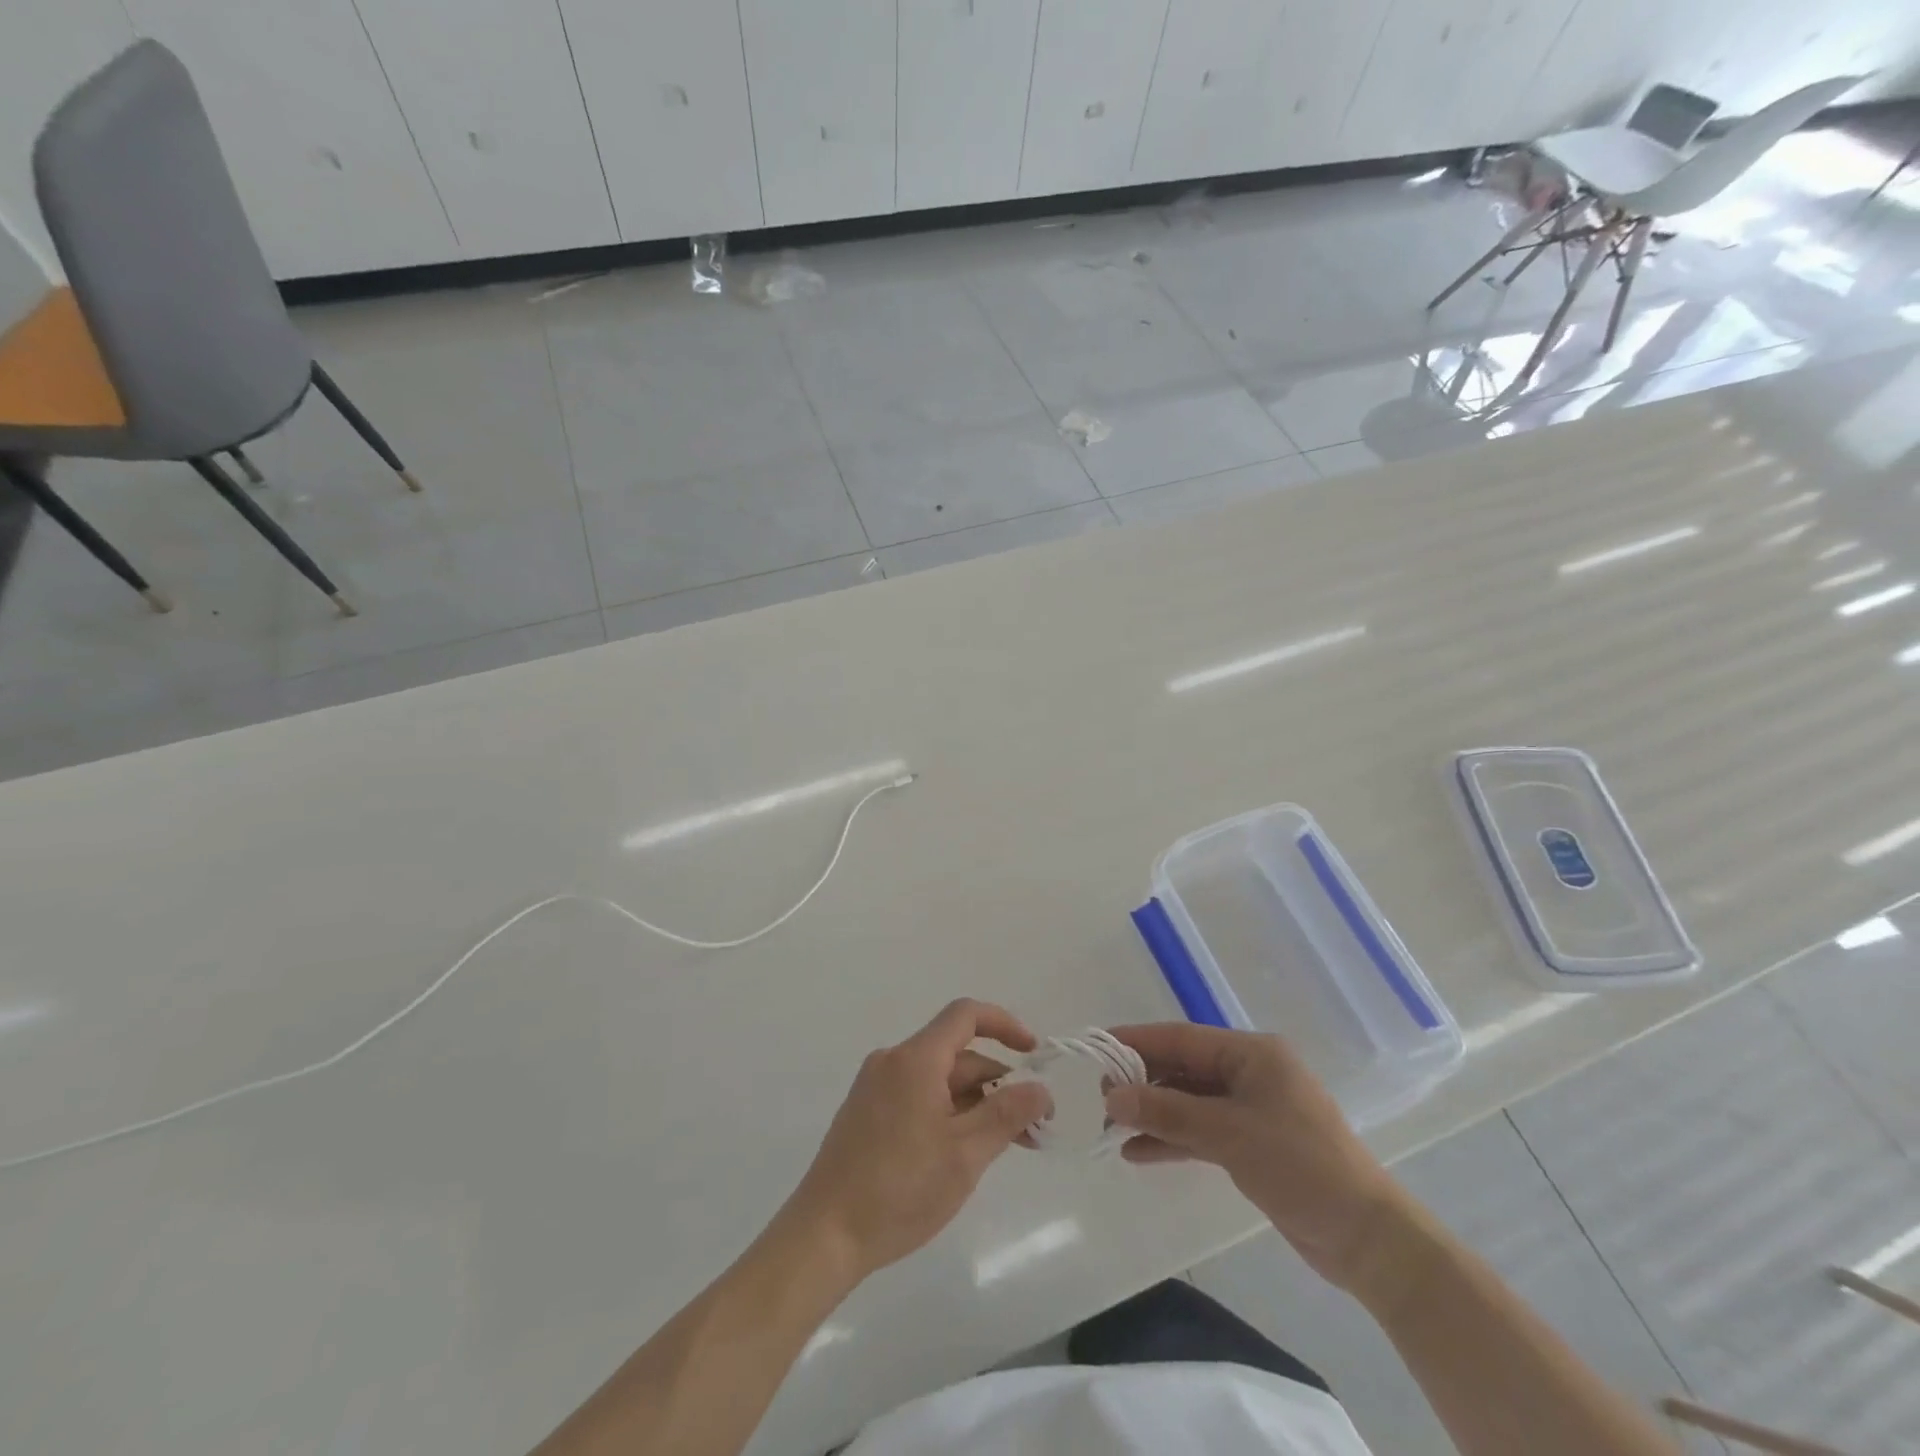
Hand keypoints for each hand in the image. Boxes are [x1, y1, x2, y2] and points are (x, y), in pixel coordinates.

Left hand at [777, 999, 1052, 1282]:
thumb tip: (1040, 1089)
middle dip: (997, 1083)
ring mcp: (875, 1088)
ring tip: (1006, 1146)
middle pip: (956, 1055)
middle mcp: (893, 1061)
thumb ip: (1008, 1114)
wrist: (824, 1235)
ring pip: (938, 1080)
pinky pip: (918, 1097)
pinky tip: (964, 1152)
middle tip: (1032, 1127)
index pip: (965, 1015)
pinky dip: (948, 1113)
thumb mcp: (965, 1154)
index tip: (1034, 1053)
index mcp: (915, 1058)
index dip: (1004, 1025)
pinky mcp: (866, 1114)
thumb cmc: (899, 1189)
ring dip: (975, 1104)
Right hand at [1104, 1023, 1410, 1291]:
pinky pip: (1201, 1132)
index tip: (1096, 1047)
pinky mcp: (1252, 1145)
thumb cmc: (1300, 1166)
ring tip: (1111, 1127)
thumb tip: (1111, 1096)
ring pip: (1189, 1102)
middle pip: (1183, 1069)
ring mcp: (1251, 1110)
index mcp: (1251, 1054)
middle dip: (1142, 1082)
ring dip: (1153, 1114)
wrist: (1367, 1239)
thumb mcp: (1228, 1134)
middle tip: (1100, 1097)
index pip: (1181, 1039)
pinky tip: (1138, 1153)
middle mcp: (1250, 1073)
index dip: (1137, 1041)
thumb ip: (1167, 1112)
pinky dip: (1172, 1140)